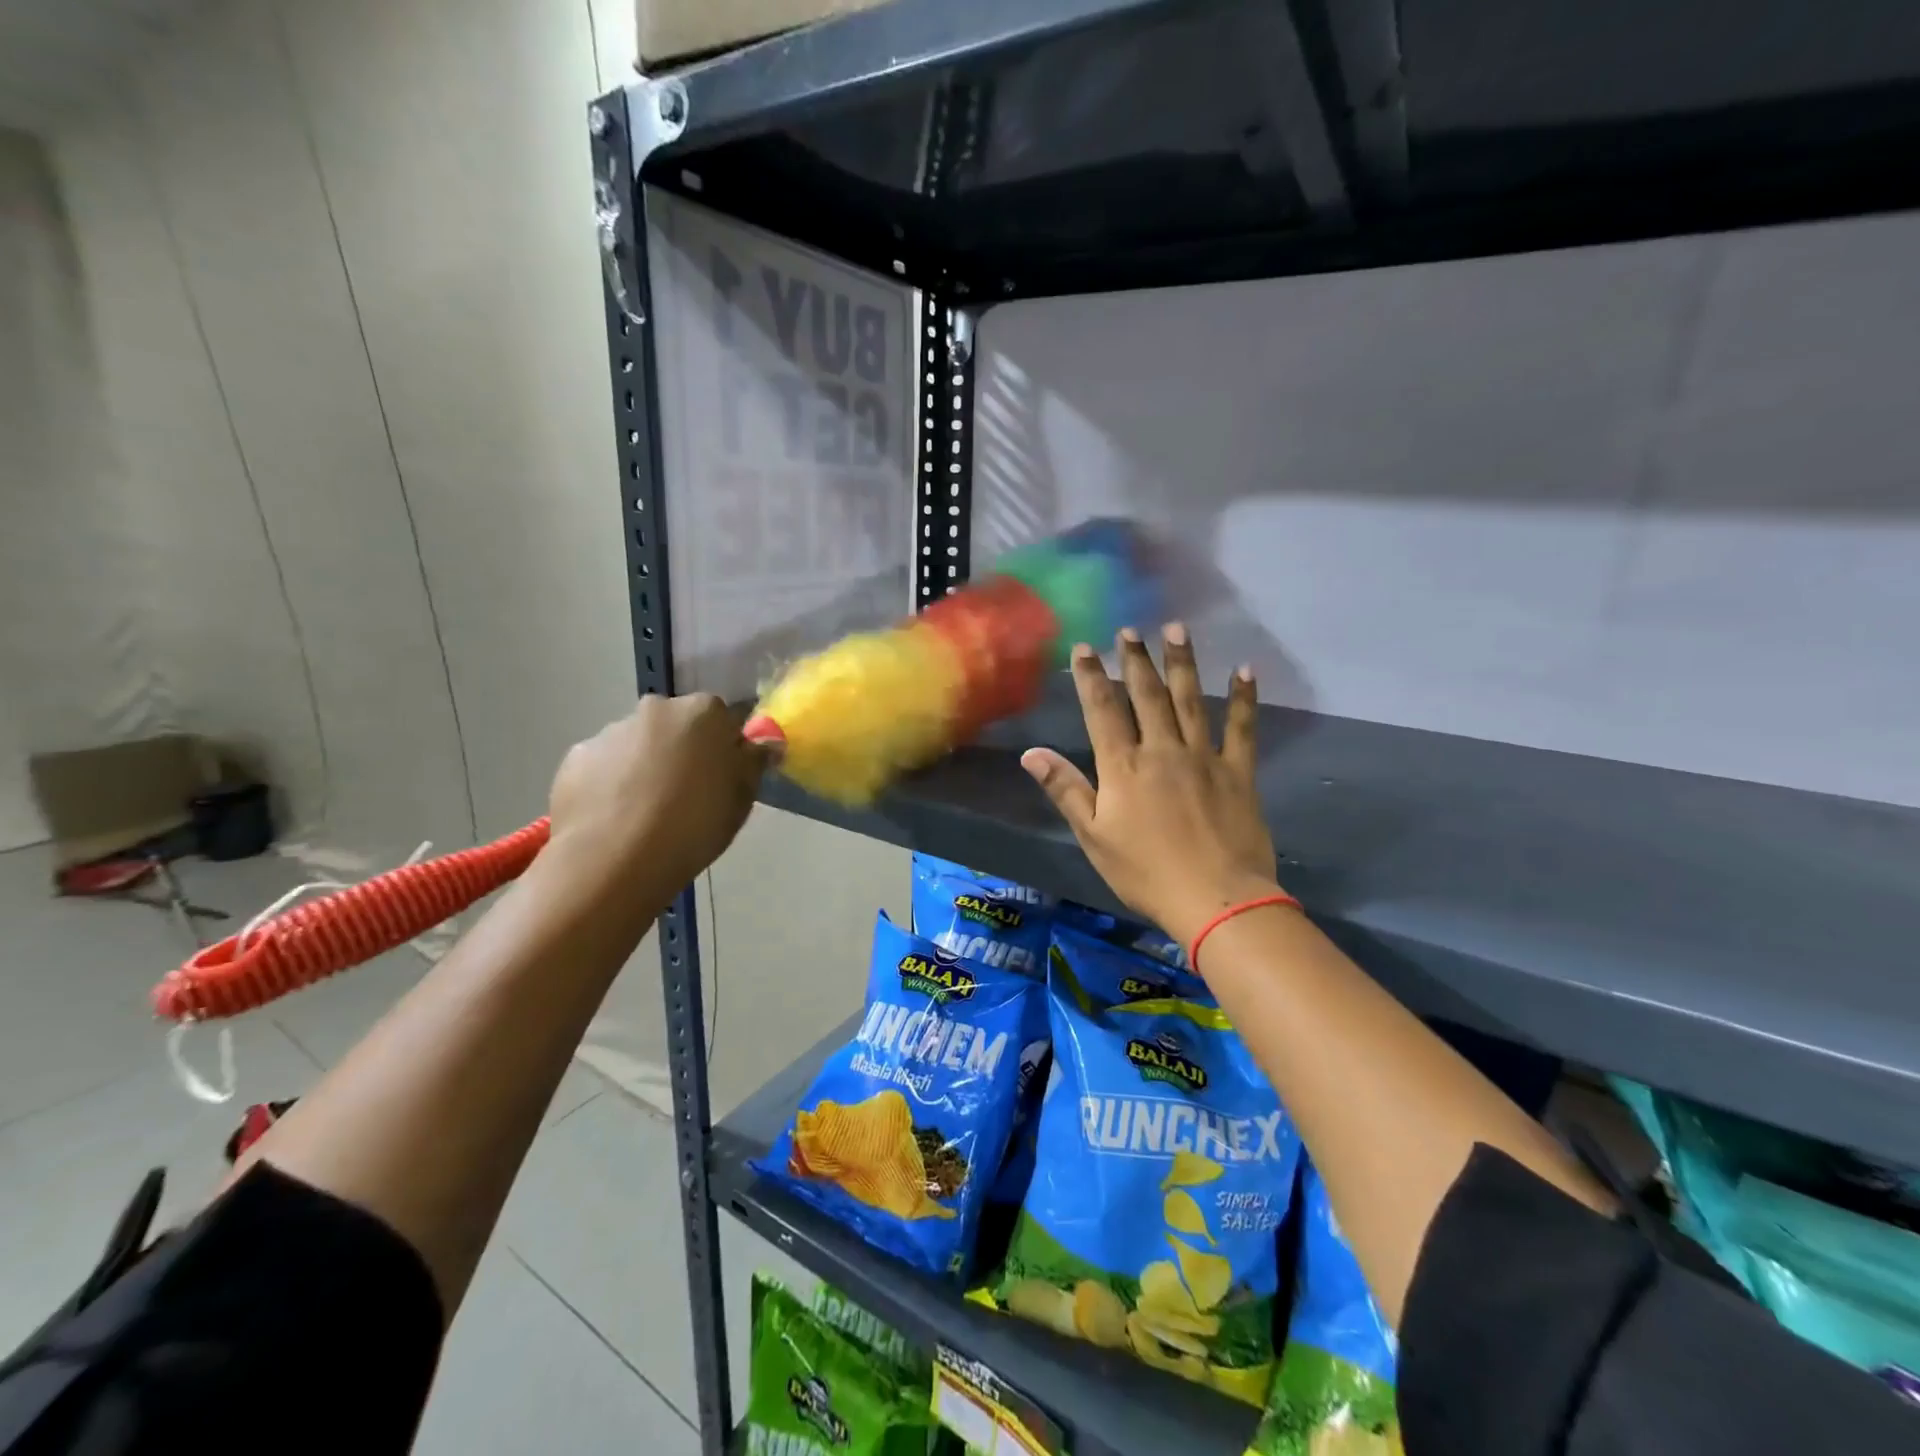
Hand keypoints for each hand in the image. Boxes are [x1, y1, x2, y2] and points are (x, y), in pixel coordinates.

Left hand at [550, 694, 766, 890]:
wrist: (615, 860)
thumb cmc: (694, 825)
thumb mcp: (741, 799)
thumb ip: (753, 763)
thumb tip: (765, 743)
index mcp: (702, 712)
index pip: (723, 718)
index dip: (725, 748)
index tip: (723, 778)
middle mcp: (655, 709)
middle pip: (677, 726)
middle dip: (682, 751)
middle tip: (687, 796)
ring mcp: (610, 731)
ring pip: (638, 745)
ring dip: (645, 766)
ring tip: (647, 814)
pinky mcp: (575, 759)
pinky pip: (604, 767)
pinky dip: (611, 784)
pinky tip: (616, 819)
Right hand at [1022, 626, 1281, 951]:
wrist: (1216, 899)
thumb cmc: (1145, 873)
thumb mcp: (1094, 836)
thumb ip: (1066, 790)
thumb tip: (1032, 753)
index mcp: (1124, 767)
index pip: (1102, 710)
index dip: (1091, 676)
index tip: (1085, 647)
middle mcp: (1162, 750)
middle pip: (1147, 696)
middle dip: (1136, 660)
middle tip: (1130, 630)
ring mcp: (1203, 757)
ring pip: (1190, 700)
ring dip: (1182, 663)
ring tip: (1177, 630)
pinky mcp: (1238, 772)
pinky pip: (1241, 728)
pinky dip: (1244, 698)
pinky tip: (1245, 670)